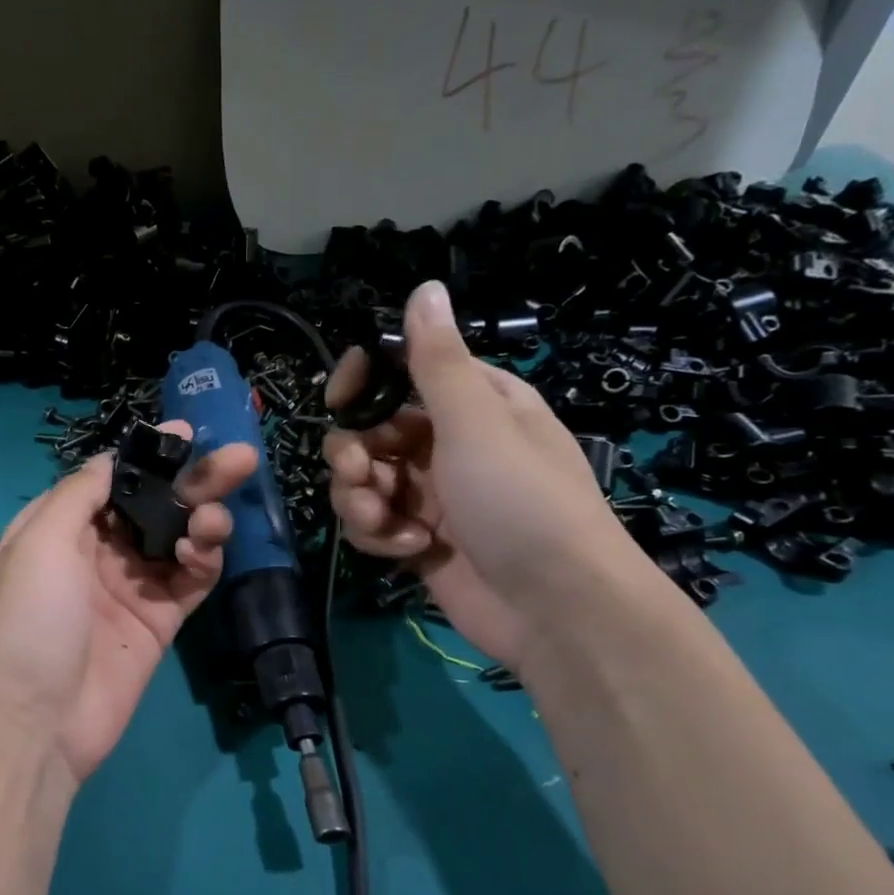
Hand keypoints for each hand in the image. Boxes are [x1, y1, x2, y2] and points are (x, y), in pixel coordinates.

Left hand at [0, 423, 258, 783]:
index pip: (111, 479)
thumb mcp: (38, 542)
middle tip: (240, 459)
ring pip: (178, 539)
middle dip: (194, 481)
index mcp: (60, 528)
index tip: (185, 435)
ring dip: (203, 519)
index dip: (148, 456)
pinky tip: (204, 552)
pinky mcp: (159, 622)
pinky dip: (204, 560)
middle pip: (154, 505)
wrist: (40, 720)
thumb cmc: (31, 620)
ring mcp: (130, 588)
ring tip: (214, 519)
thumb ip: (78, 494)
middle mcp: (96, 552)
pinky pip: (190, 580)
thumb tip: (109, 459)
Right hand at [323, 279, 660, 670]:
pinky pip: (373, 522)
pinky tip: (410, 550)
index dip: (362, 383)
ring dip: (361, 500)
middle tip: (360, 475)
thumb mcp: (477, 422)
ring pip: (362, 480)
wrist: (554, 607)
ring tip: (388, 523)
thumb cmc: (520, 501)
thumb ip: (437, 361)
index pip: (399, 372)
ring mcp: (430, 494)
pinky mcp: (417, 538)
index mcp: (472, 403)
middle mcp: (447, 443)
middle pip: (367, 432)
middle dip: (353, 456)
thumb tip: (425, 287)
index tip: (339, 400)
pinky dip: (381, 535)